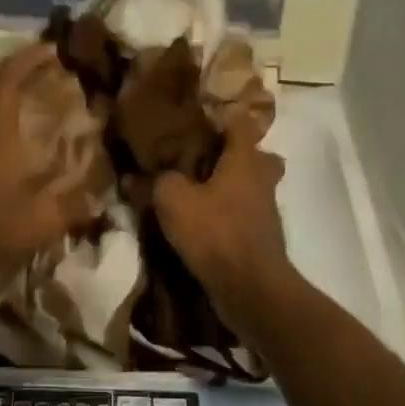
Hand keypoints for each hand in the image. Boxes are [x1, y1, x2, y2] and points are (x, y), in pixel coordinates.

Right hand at [152, 120, 297, 325]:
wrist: (250, 288)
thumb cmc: (215, 232)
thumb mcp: (173, 201)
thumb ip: (158, 181)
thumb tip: (138, 176)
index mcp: (245, 160)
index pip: (241, 123)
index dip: (223, 117)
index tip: (200, 120)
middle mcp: (262, 179)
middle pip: (256, 156)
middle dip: (233, 155)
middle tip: (203, 159)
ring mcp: (266, 209)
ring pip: (253, 186)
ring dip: (232, 186)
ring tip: (200, 191)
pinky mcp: (262, 237)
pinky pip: (247, 213)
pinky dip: (231, 213)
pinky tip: (206, 222)